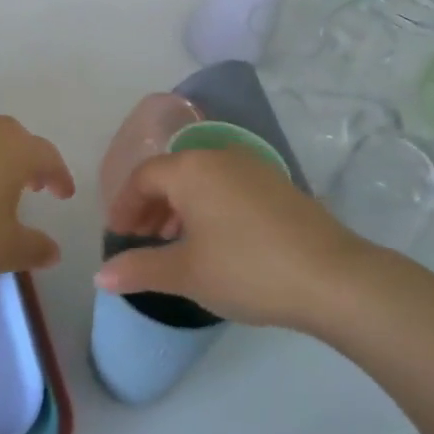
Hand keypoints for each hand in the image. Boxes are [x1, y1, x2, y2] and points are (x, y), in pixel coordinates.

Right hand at [98, 147, 366, 329]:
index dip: (124, 207)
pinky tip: (215, 242)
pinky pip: (227, 187)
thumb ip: (140, 269)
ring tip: (175, 244)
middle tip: (141, 242)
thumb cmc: (247, 269)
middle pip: (172, 174)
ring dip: (179, 208)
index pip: (143, 178)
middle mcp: (219, 156)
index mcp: (191, 168)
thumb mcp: (187, 273)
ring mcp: (253, 167)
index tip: (117, 236)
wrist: (333, 277)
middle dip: (150, 207)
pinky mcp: (278, 185)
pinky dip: (209, 208)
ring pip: (201, 180)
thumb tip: (100, 276)